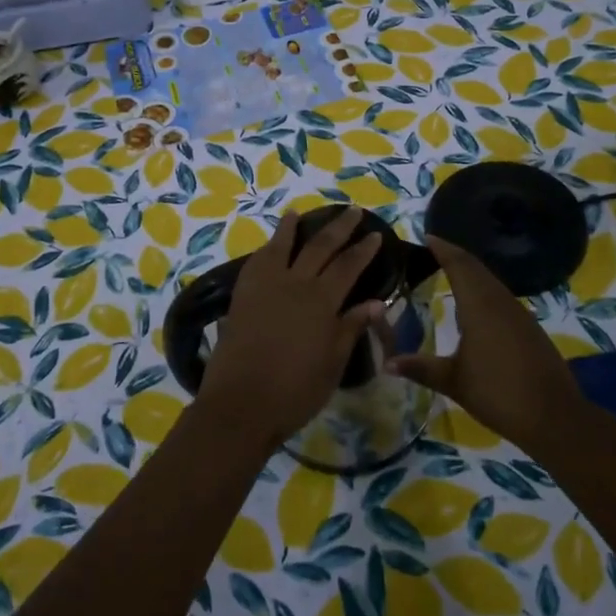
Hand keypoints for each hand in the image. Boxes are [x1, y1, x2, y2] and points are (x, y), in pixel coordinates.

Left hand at [197, 208, 386, 449]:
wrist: (240, 404)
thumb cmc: (295, 391)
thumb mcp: (332, 364)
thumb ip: (351, 328)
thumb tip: (375, 302)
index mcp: (321, 301)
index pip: (348, 266)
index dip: (363, 249)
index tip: (375, 234)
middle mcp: (294, 283)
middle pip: (319, 246)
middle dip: (338, 228)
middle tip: (351, 211)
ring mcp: (264, 286)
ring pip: (282, 246)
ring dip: (292, 227)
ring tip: (298, 212)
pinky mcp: (242, 295)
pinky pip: (257, 261)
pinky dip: (267, 248)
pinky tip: (269, 246)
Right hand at [388, 235, 584, 452]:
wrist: (555, 416)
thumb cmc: (499, 394)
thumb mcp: (453, 382)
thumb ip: (421, 368)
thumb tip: (386, 362)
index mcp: (479, 307)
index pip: (459, 265)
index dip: (443, 249)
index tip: (427, 236)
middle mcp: (500, 302)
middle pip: (476, 268)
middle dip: (455, 255)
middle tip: (434, 249)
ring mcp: (519, 314)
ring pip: (491, 281)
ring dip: (471, 271)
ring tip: (450, 271)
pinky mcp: (529, 328)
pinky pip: (501, 296)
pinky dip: (484, 289)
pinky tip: (476, 303)